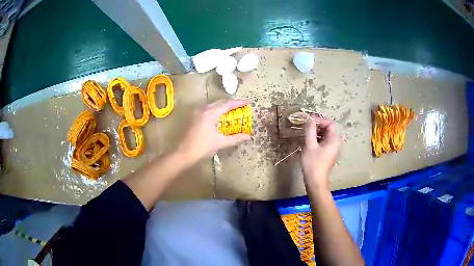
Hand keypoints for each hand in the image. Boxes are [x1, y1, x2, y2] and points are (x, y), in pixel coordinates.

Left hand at [177, 100, 250, 162]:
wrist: (184, 153)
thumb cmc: (203, 147)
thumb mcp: (221, 142)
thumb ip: (235, 138)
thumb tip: (248, 136)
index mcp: (210, 113)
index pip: (226, 104)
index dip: (237, 103)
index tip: (246, 102)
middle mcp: (203, 109)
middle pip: (219, 103)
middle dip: (230, 104)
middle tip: (240, 106)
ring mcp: (196, 113)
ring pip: (212, 106)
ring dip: (222, 107)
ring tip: (231, 111)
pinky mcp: (193, 118)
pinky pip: (207, 110)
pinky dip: (215, 111)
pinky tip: (219, 118)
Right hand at [301, 116, 340, 189]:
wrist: (315, 180)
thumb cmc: (313, 162)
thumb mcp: (310, 144)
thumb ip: (310, 129)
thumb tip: (310, 119)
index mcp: (334, 139)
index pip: (329, 123)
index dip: (319, 120)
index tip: (308, 121)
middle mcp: (336, 143)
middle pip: (327, 129)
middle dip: (317, 126)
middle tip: (305, 127)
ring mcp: (332, 149)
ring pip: (324, 136)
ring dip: (315, 133)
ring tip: (305, 135)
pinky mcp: (328, 154)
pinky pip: (323, 142)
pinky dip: (316, 140)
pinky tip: (308, 143)